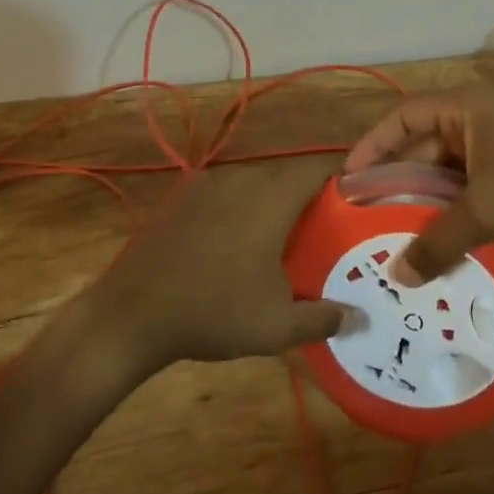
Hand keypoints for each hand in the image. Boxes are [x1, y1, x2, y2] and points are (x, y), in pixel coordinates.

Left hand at [77, 164, 345, 377]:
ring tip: (284, 239)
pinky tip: (237, 244)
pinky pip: (227, 193)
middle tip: (325, 229)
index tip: (358, 200)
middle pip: (287, 175)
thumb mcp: (277, 325)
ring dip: (273, 203)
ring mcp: (208, 184)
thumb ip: (324, 317)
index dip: (342, 178)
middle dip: (309, 197)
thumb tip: (360, 318)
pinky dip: (242, 208)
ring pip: (255, 183)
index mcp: (271, 196)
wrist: (133, 313)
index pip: (318, 168)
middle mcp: (243, 178)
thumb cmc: (215, 312)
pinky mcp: (183, 197)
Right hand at [343, 85, 493, 284]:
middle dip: (398, 178)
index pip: (404, 116)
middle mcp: (477, 119)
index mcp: (465, 108)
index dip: (374, 144)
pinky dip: (452, 209)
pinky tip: (437, 240)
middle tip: (368, 212)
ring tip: (395, 232)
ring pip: (447, 170)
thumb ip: (438, 241)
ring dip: (425, 199)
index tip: (351, 177)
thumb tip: (399, 276)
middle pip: (424, 144)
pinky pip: (469, 187)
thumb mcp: (484, 210)